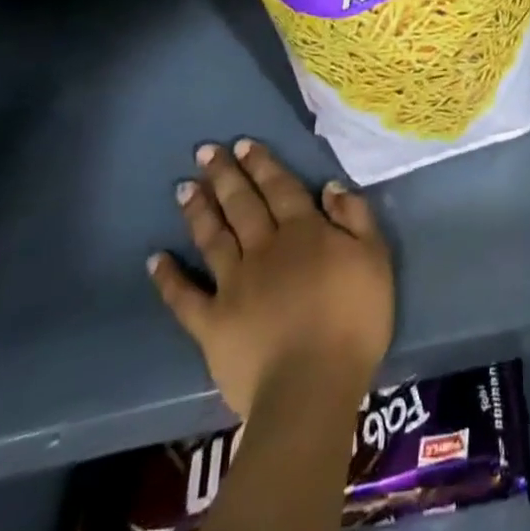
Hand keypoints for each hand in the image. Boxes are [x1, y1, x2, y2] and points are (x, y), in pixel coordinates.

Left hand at [149, 139, 393, 419]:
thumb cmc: (353, 320)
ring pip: (213, 238)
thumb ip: (355, 218)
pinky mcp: (212, 324)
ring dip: (198, 211)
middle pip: (242, 204)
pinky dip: (168, 277)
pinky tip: (154, 258)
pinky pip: (184, 297)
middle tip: (204, 152)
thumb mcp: (374, 258)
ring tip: (184, 188)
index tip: (243, 144)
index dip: (262, 164)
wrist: (312, 386)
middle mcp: (264, 248)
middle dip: (224, 175)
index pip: (280, 187)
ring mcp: (233, 284)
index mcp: (303, 231)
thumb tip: (329, 186)